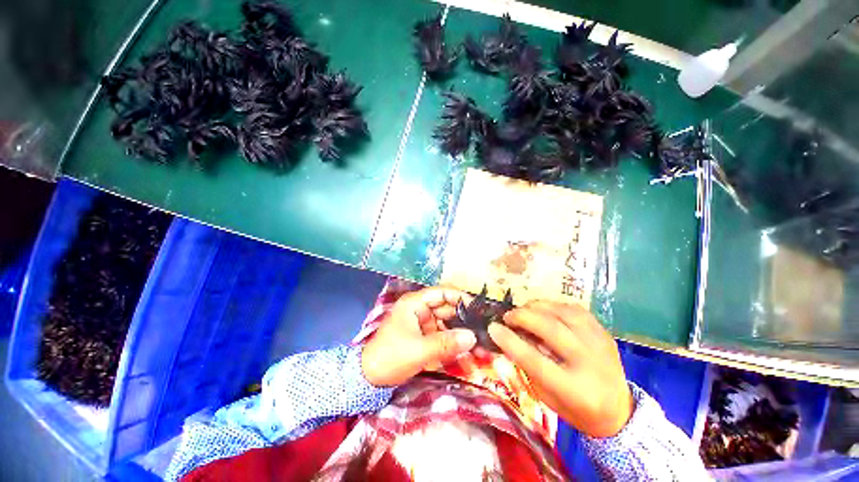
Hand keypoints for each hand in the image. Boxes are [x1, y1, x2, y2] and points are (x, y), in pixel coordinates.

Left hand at [361, 287, 476, 386]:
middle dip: (465, 323)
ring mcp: (423, 324)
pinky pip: (443, 339)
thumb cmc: (390, 357)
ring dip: (462, 338)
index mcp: (415, 303)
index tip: (479, 309)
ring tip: (481, 352)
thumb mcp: (419, 350)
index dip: (461, 298)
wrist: (369, 380)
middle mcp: (421, 310)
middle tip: (485, 334)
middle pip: (448, 310)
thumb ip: (446, 343)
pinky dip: (454, 348)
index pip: (442, 293)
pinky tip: (468, 360)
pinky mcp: (425, 338)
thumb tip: (473, 337)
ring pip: (448, 326)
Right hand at [488, 301, 633, 437]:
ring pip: (563, 313)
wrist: (619, 411)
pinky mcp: (604, 332)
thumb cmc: (576, 409)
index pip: (535, 360)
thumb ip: (528, 366)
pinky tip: (544, 310)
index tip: (493, 328)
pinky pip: (575, 309)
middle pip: (551, 329)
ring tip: (524, 310)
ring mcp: (601, 344)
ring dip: (537, 307)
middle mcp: (591, 363)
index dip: (510, 341)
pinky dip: (554, 306)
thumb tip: (509, 336)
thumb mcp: (547, 396)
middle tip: (507, 317)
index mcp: (575, 390)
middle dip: (523, 317)